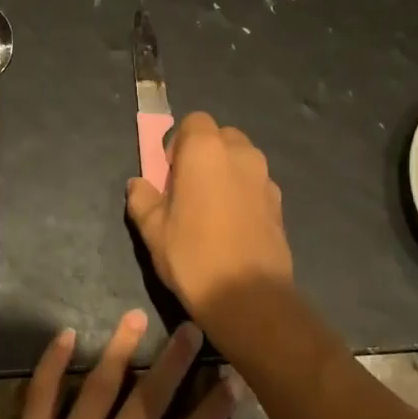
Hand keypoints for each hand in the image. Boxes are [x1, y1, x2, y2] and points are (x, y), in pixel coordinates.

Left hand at [0, 310, 235, 418]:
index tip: (232, 377)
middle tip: (190, 328)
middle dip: (174, 361)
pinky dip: (53, 361)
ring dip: (121, 348)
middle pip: (150, 398)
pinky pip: (43, 391)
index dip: (214, 409)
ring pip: (102, 383)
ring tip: (135, 316)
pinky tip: (66, 335)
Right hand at [126, 113, 292, 327]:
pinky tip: (232, 226)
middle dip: (203, 153)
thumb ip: (142, 198)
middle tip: (187, 188)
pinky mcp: (279, 202)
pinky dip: (242, 192)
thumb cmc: (193, 255)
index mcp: (205, 150)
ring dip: (224, 172)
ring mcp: (265, 177)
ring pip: (241, 159)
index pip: (193, 122)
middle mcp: (240, 153)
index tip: (169, 173)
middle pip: (220, 136)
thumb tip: (138, 184)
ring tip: (210, 209)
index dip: (178, 143)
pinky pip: (255, 184)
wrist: (249, 296)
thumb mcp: (152, 230)